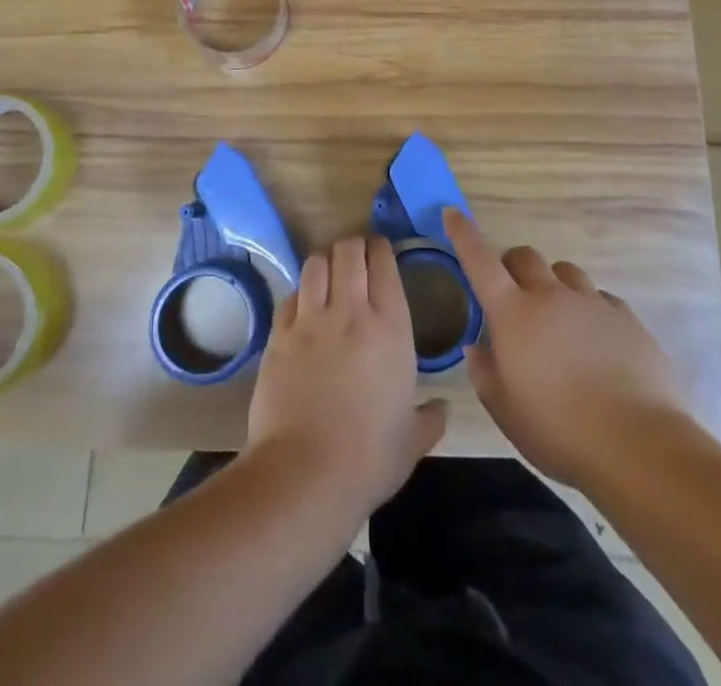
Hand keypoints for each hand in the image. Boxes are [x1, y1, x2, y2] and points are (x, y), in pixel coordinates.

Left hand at [244, 236, 447, 519]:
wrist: (306, 475)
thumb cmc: (369, 459)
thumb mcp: (412, 441)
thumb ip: (430, 418)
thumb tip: (441, 408)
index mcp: (389, 328)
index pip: (384, 265)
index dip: (382, 249)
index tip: (382, 249)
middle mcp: (350, 312)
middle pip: (348, 252)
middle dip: (354, 246)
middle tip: (356, 255)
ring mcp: (310, 321)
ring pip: (316, 264)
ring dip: (325, 261)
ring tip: (329, 271)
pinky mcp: (279, 336)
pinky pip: (290, 296)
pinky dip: (300, 293)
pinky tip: (304, 305)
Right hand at [445, 209, 687, 485]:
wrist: (638, 446)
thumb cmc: (559, 431)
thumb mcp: (506, 412)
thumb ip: (485, 374)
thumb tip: (477, 348)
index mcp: (513, 314)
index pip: (479, 260)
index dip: (464, 234)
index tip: (453, 213)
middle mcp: (550, 296)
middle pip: (525, 256)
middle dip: (512, 266)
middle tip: (513, 295)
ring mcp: (592, 302)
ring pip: (565, 271)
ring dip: (553, 285)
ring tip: (558, 320)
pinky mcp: (626, 317)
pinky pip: (600, 298)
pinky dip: (589, 310)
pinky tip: (596, 342)